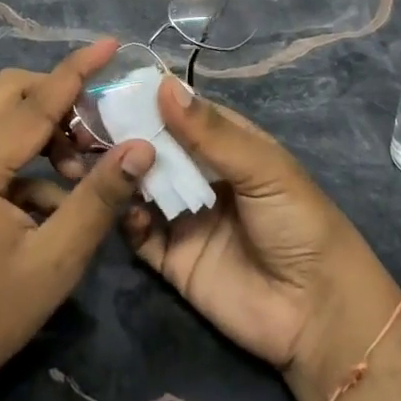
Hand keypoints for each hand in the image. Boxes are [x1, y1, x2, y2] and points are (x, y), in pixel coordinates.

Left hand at [0, 40, 155, 400]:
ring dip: (44, 125)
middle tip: (98, 124)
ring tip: (79, 168)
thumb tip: (141, 147)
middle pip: (9, 90)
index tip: (110, 44)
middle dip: (58, 95)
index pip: (34, 102)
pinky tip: (53, 196)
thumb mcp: (56, 260)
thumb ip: (99, 198)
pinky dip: (27, 151)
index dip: (76, 71)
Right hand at [44, 77, 398, 380]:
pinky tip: (122, 210)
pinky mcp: (171, 259)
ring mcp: (184, 216)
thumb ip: (211, 132)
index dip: (147, 99)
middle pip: (154, 147)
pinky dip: (125, 219)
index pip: (179, 112)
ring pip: (140, 186)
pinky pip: (138, 234)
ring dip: (118, 173)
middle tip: (82, 124)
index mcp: (226, 145)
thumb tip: (163, 84)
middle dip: (123, 135)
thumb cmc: (299, 224)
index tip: (106, 86)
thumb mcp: (262, 169)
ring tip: (85, 159)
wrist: (317, 315)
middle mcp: (200, 175)